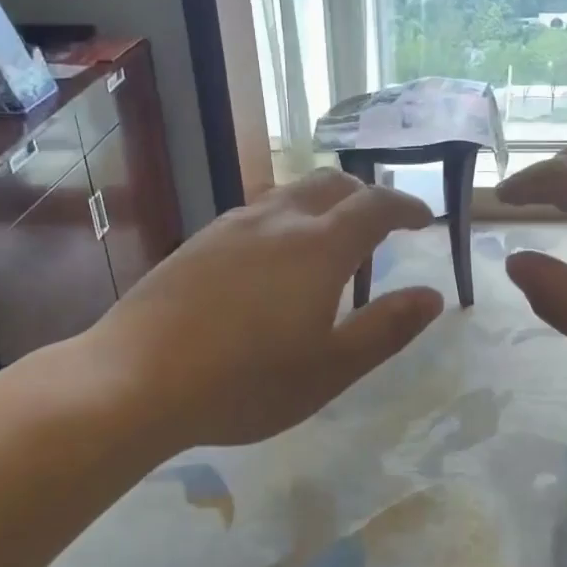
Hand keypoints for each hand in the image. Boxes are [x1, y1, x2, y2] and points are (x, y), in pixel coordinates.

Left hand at [70, 170, 443, 448]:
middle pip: (332, 183)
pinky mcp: (199, 241)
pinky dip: (286, 220)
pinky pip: (258, 213)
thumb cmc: (245, 382)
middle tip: (381, 225)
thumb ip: (387, 328)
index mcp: (319, 246)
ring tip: (330, 244)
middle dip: (365, 195)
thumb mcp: (331, 368)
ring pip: (290, 194)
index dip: (406, 206)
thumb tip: (432, 296)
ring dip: (323, 205)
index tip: (424, 220)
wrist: (133, 380)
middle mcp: (278, 220)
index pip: (375, 205)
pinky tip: (273, 261)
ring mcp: (231, 226)